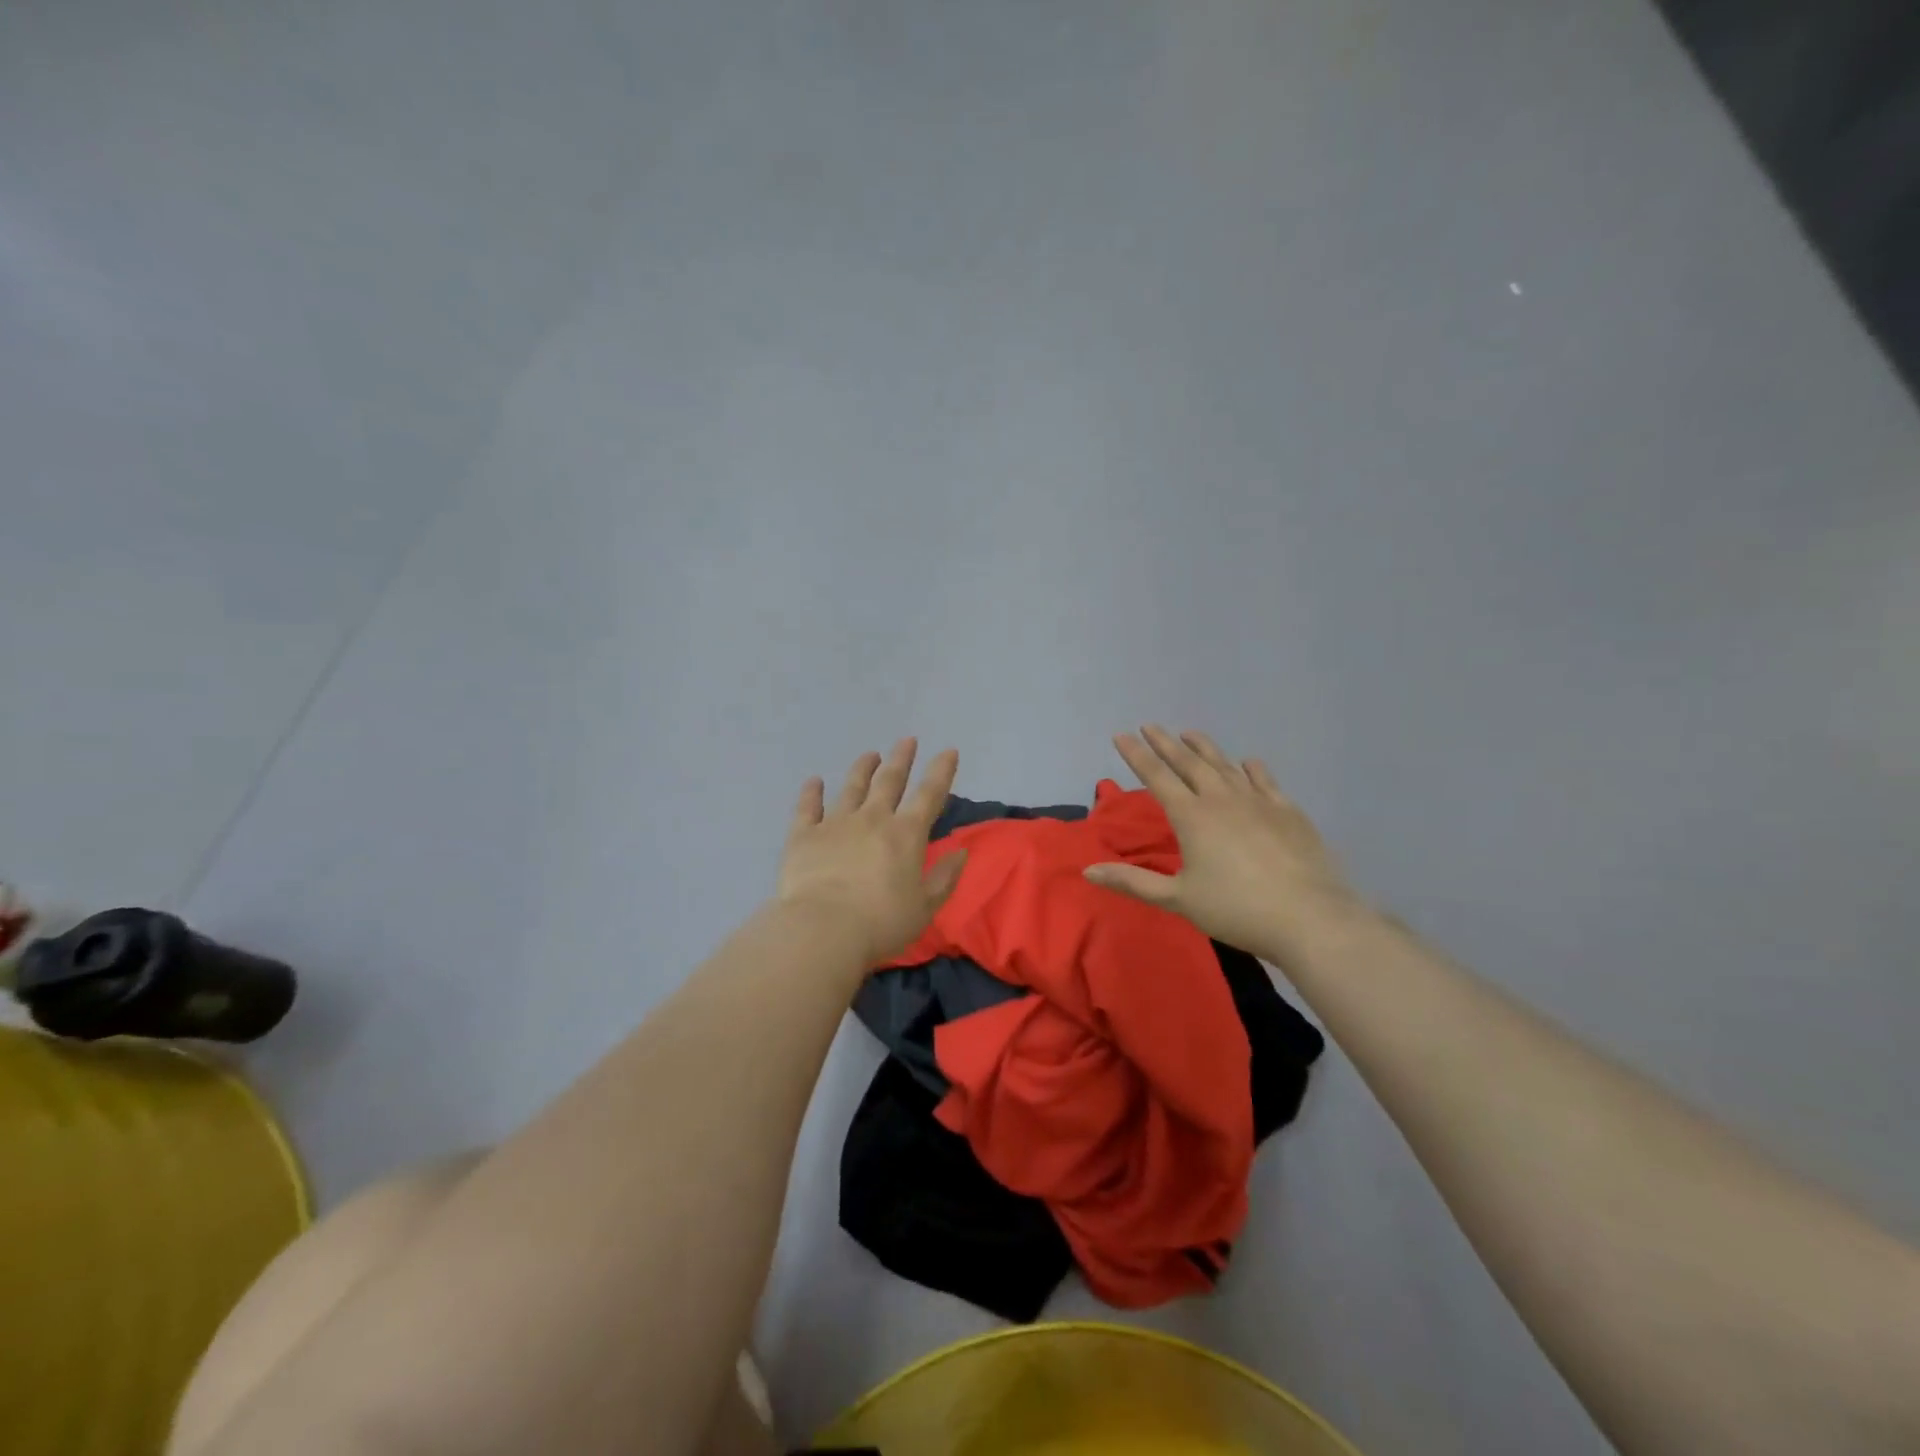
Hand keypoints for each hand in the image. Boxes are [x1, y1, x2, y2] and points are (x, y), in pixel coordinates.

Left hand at [776, 738, 967, 965]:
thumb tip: (960, 852)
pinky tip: (814, 781)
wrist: (823, 929)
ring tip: (870, 754)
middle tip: (907, 740)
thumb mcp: (925, 907)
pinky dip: (811, 792)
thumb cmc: (881, 923)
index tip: (948, 751)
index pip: (929, 795)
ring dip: (863, 768)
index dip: (941, 771)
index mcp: (906, 835)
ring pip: (852, 787)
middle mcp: (872, 819)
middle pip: (889, 780)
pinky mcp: (804, 835)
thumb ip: (944, 877)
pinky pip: (808, 807)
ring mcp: (836, 823)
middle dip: (901, 758)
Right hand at [1085, 726, 1366, 965]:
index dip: (1137, 755)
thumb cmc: (1236, 909)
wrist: (1310, 917)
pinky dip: (1251, 768)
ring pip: (1225, 765)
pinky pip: (1264, 780)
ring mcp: (1258, 801)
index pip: (1157, 776)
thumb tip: (1087, 871)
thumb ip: (1133, 882)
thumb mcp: (1178, 899)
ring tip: (1190, 734)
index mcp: (1191, 817)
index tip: (1122, 734)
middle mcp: (1221, 798)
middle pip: (1189, 762)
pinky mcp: (1288, 811)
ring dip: (1205, 748)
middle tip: (1151, 725)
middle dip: (1166, 743)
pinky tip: (1248, 762)